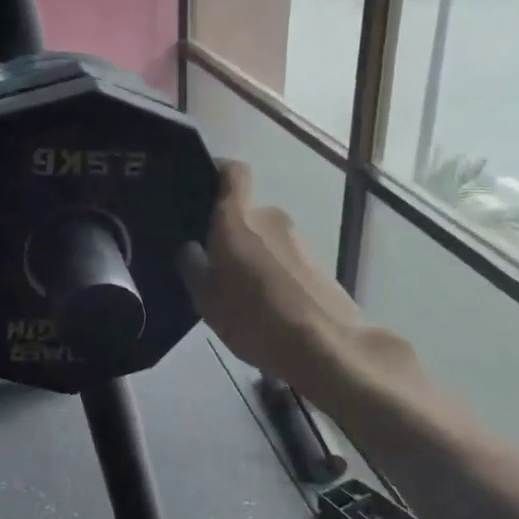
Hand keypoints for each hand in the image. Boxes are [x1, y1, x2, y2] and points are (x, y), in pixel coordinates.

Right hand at [180, 161, 426, 420]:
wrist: (329, 347)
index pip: (232, 172)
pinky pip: (283, 258)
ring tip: (239, 294)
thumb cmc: (255, 319)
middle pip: (244, 213)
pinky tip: (265, 307)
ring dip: (252, 257)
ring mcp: (298, 240)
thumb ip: (193, 268)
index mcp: (237, 220)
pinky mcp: (317, 263)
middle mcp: (270, 218)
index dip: (217, 171)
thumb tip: (190, 248)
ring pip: (264, 238)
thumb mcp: (207, 301)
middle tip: (212, 264)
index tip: (200, 188)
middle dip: (228, 233)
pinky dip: (272, 273)